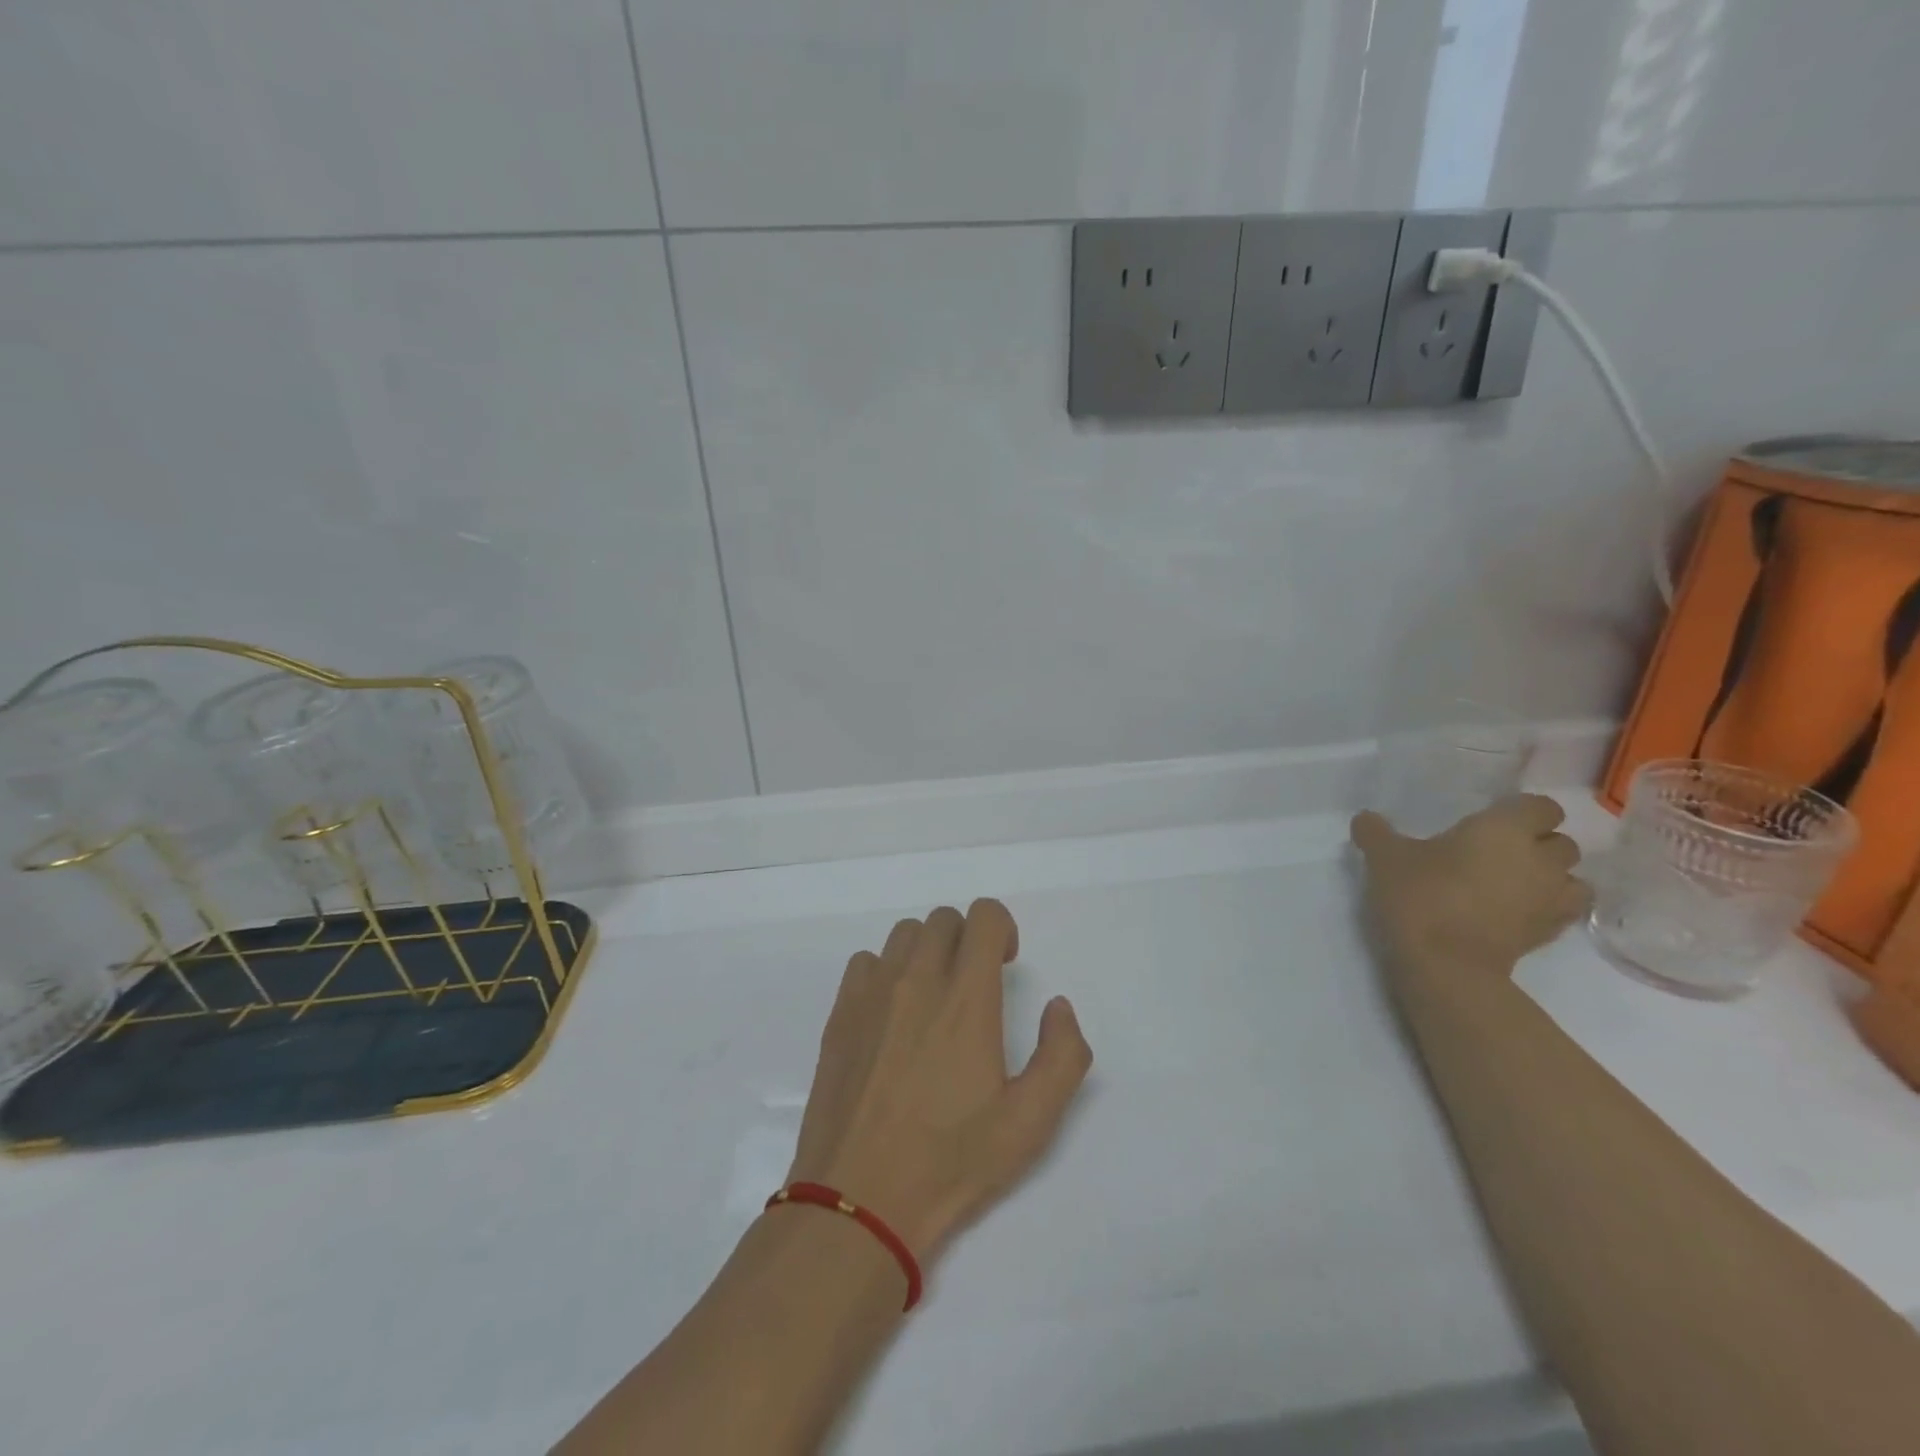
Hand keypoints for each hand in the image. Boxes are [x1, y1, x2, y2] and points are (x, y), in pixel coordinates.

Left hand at [785, 899, 1092, 1261]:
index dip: (1001, 928)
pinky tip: (891, 1016)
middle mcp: (917, 980)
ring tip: (933, 999)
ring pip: (904, 935)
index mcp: (966, 999)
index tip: (1004, 965)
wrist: (859, 1200)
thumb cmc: (951, 1161)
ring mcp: (872, 994)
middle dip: (967, 940)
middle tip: (974, 986)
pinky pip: (866, 963)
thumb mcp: (1031, 1122)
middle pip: (944, 919)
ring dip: (927, 951)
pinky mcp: (840, 1014)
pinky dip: (886, 972)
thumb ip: (1063, 1055)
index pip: (984, 916)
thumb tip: (1057, 1007)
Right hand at [1350, 794, 1590, 980]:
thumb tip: (1365, 818)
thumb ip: (1375, 832)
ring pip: (1571, 878)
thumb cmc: (1420, 895)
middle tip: (1495, 853)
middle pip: (1561, 842)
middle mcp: (1539, 858)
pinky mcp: (1550, 934)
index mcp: (1505, 828)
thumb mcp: (1384, 857)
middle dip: (1537, 844)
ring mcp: (1550, 898)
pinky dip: (1547, 908)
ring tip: (1514, 884)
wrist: (1446, 964)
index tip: (1489, 821)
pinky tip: (1515, 912)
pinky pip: (1562, 911)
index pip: (1541, 806)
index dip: (1520, 811)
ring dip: (1550, 877)